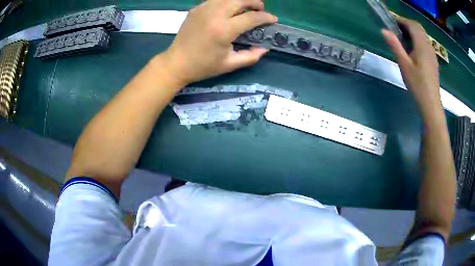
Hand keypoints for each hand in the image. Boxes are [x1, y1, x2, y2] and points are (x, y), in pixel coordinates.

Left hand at [162, 0, 276, 86]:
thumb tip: (265, 48)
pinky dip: (227, 2)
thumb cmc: (203, 66)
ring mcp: (203, 9)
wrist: (176, 63)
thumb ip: (250, 56)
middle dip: (255, 2)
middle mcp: (215, 14)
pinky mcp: (196, 9)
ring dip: (241, 0)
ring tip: (246, 7)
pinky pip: (216, 0)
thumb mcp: (229, 64)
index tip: (273, 20)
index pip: (251, 17)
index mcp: (224, 30)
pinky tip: (229, 9)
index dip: (266, 17)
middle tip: (260, 9)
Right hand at [382, 17, 440, 114]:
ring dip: (413, 32)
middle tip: (397, 29)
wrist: (431, 105)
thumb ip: (395, 46)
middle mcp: (428, 46)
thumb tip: (384, 30)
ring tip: (403, 39)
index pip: (412, 25)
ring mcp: (432, 53)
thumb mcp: (404, 65)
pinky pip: (426, 43)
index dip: (402, 20)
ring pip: (423, 35)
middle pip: (418, 27)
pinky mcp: (433, 60)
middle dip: (407, 24)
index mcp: (421, 45)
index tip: (392, 23)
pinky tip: (413, 49)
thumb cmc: (418, 86)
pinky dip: (418, 39)